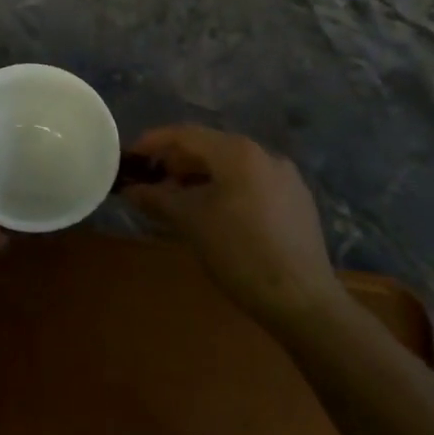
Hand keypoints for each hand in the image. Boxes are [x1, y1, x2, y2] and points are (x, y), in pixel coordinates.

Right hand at [121, 124, 342, 323]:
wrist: (302, 300)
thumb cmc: (238, 252)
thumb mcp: (189, 222)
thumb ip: (157, 198)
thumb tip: (131, 190)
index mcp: (238, 152)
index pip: (186, 134)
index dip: (154, 142)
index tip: (131, 157)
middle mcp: (265, 155)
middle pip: (210, 147)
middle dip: (177, 162)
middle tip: (152, 182)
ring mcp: (286, 178)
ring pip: (232, 167)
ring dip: (201, 177)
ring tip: (179, 200)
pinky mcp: (298, 202)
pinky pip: (252, 184)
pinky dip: (226, 190)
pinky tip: (215, 215)